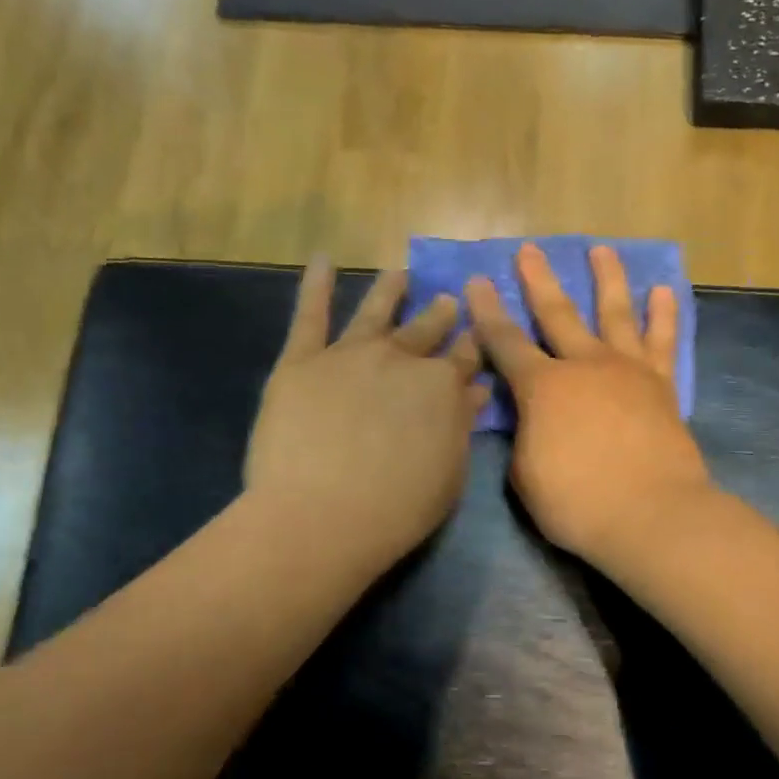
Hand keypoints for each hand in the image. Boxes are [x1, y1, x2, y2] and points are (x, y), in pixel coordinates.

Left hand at [247, 261, 484, 574]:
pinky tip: (322, 261)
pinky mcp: (302, 361)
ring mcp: (349, 354)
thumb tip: (475, 390)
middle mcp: (400, 358)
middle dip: (439, 315)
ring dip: (389, 290)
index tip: (474, 337)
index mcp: (441, 386)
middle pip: (424, 330)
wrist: (320, 516)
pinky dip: (316, 286)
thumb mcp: (448, 475)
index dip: (470, 347)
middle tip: (445, 301)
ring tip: (399, 274)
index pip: (463, 357)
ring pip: (375, 312)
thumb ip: (461, 426)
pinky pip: (310, 315)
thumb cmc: (395, 510)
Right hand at [466, 244, 712, 566]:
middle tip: (529, 249)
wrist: (651, 516)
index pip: (504, 342)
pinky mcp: (662, 386)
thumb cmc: (577, 502)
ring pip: (615, 312)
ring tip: (601, 249)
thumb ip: (525, 437)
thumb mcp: (526, 475)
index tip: (477, 281)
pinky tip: (662, 291)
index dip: (486, 312)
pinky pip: (663, 341)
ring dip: (607, 278)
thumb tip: (532, 420)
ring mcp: (627, 370)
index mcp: (542, 387)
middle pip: (557, 313)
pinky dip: (663, 314)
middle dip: (539, 280)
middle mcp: (584, 365)